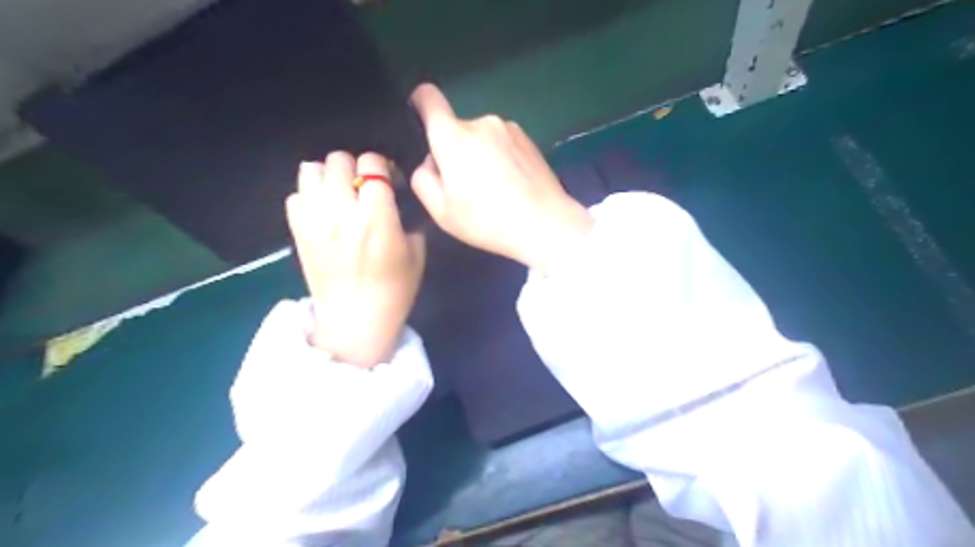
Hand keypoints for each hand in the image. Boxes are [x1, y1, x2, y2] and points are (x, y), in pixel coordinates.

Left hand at [288, 151, 427, 370]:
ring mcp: (314, 220)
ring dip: (328, 176)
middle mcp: (342, 211)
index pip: (372, 165)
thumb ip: (407, 221)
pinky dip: (309, 196)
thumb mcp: (416, 254)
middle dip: (355, 168)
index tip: (388, 182)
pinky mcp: (297, 232)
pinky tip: (323, 211)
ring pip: (310, 170)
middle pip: (339, 161)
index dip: (382, 168)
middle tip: (363, 187)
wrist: (355, 320)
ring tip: (339, 193)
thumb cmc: (394, 290)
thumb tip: (394, 202)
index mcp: (376, 217)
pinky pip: (295, 195)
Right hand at [407, 84, 588, 274]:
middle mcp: (480, 122)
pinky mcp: (528, 138)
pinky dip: (499, 157)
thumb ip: (423, 180)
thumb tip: (431, 162)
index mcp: (453, 137)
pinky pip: (501, 142)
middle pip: (455, 129)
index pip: (428, 97)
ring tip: (493, 190)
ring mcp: (508, 128)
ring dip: (479, 155)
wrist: (546, 224)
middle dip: (454, 152)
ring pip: (480, 137)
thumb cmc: (489, 221)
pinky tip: (511, 185)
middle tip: (467, 188)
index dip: (419, 104)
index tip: (421, 123)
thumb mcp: (441, 212)